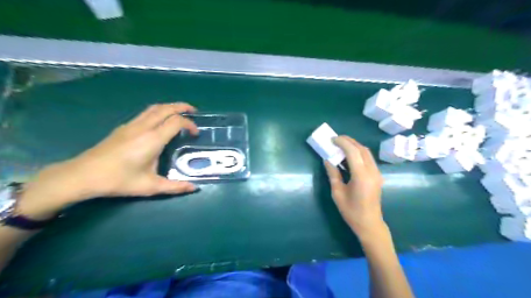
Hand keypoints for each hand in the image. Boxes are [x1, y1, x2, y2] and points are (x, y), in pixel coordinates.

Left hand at [18, 103, 198, 218]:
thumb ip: (175, 187)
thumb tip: (194, 188)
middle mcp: (143, 127)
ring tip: (180, 113)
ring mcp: (132, 125)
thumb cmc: (119, 180)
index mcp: (152, 139)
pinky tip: (160, 122)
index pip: (176, 122)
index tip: (196, 134)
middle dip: (182, 107)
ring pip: (154, 108)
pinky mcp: (124, 127)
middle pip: (166, 108)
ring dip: (170, 107)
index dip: (190, 124)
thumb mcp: (150, 186)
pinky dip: (159, 112)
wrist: (83, 175)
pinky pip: (146, 113)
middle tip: (194, 111)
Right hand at [324, 137, 386, 240]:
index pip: (353, 152)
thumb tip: (327, 160)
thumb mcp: (337, 193)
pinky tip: (349, 156)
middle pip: (362, 149)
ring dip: (354, 146)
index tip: (332, 139)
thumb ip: (333, 174)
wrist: (369, 223)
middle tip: (336, 139)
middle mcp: (372, 171)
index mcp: (361, 176)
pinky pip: (368, 159)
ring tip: (341, 145)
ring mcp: (377, 173)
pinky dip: (359, 153)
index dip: (343, 142)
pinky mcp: (377, 176)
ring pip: (367, 153)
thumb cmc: (351, 211)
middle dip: (349, 141)